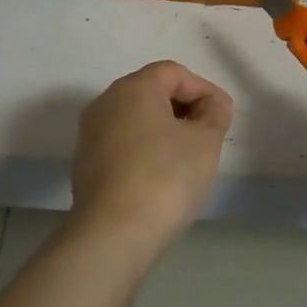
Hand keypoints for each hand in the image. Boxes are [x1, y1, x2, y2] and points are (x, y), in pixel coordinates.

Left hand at [70, 61, 233, 252]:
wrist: (113, 234)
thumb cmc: (165, 177)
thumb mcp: (205, 142)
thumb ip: (214, 114)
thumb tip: (211, 105)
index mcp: (134, 87)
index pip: (174, 72)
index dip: (203, 89)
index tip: (222, 116)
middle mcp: (106, 101)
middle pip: (151, 91)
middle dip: (184, 108)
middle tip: (208, 135)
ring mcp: (90, 133)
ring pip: (135, 118)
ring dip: (164, 130)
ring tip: (187, 158)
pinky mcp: (84, 163)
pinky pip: (122, 143)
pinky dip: (144, 149)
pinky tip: (160, 176)